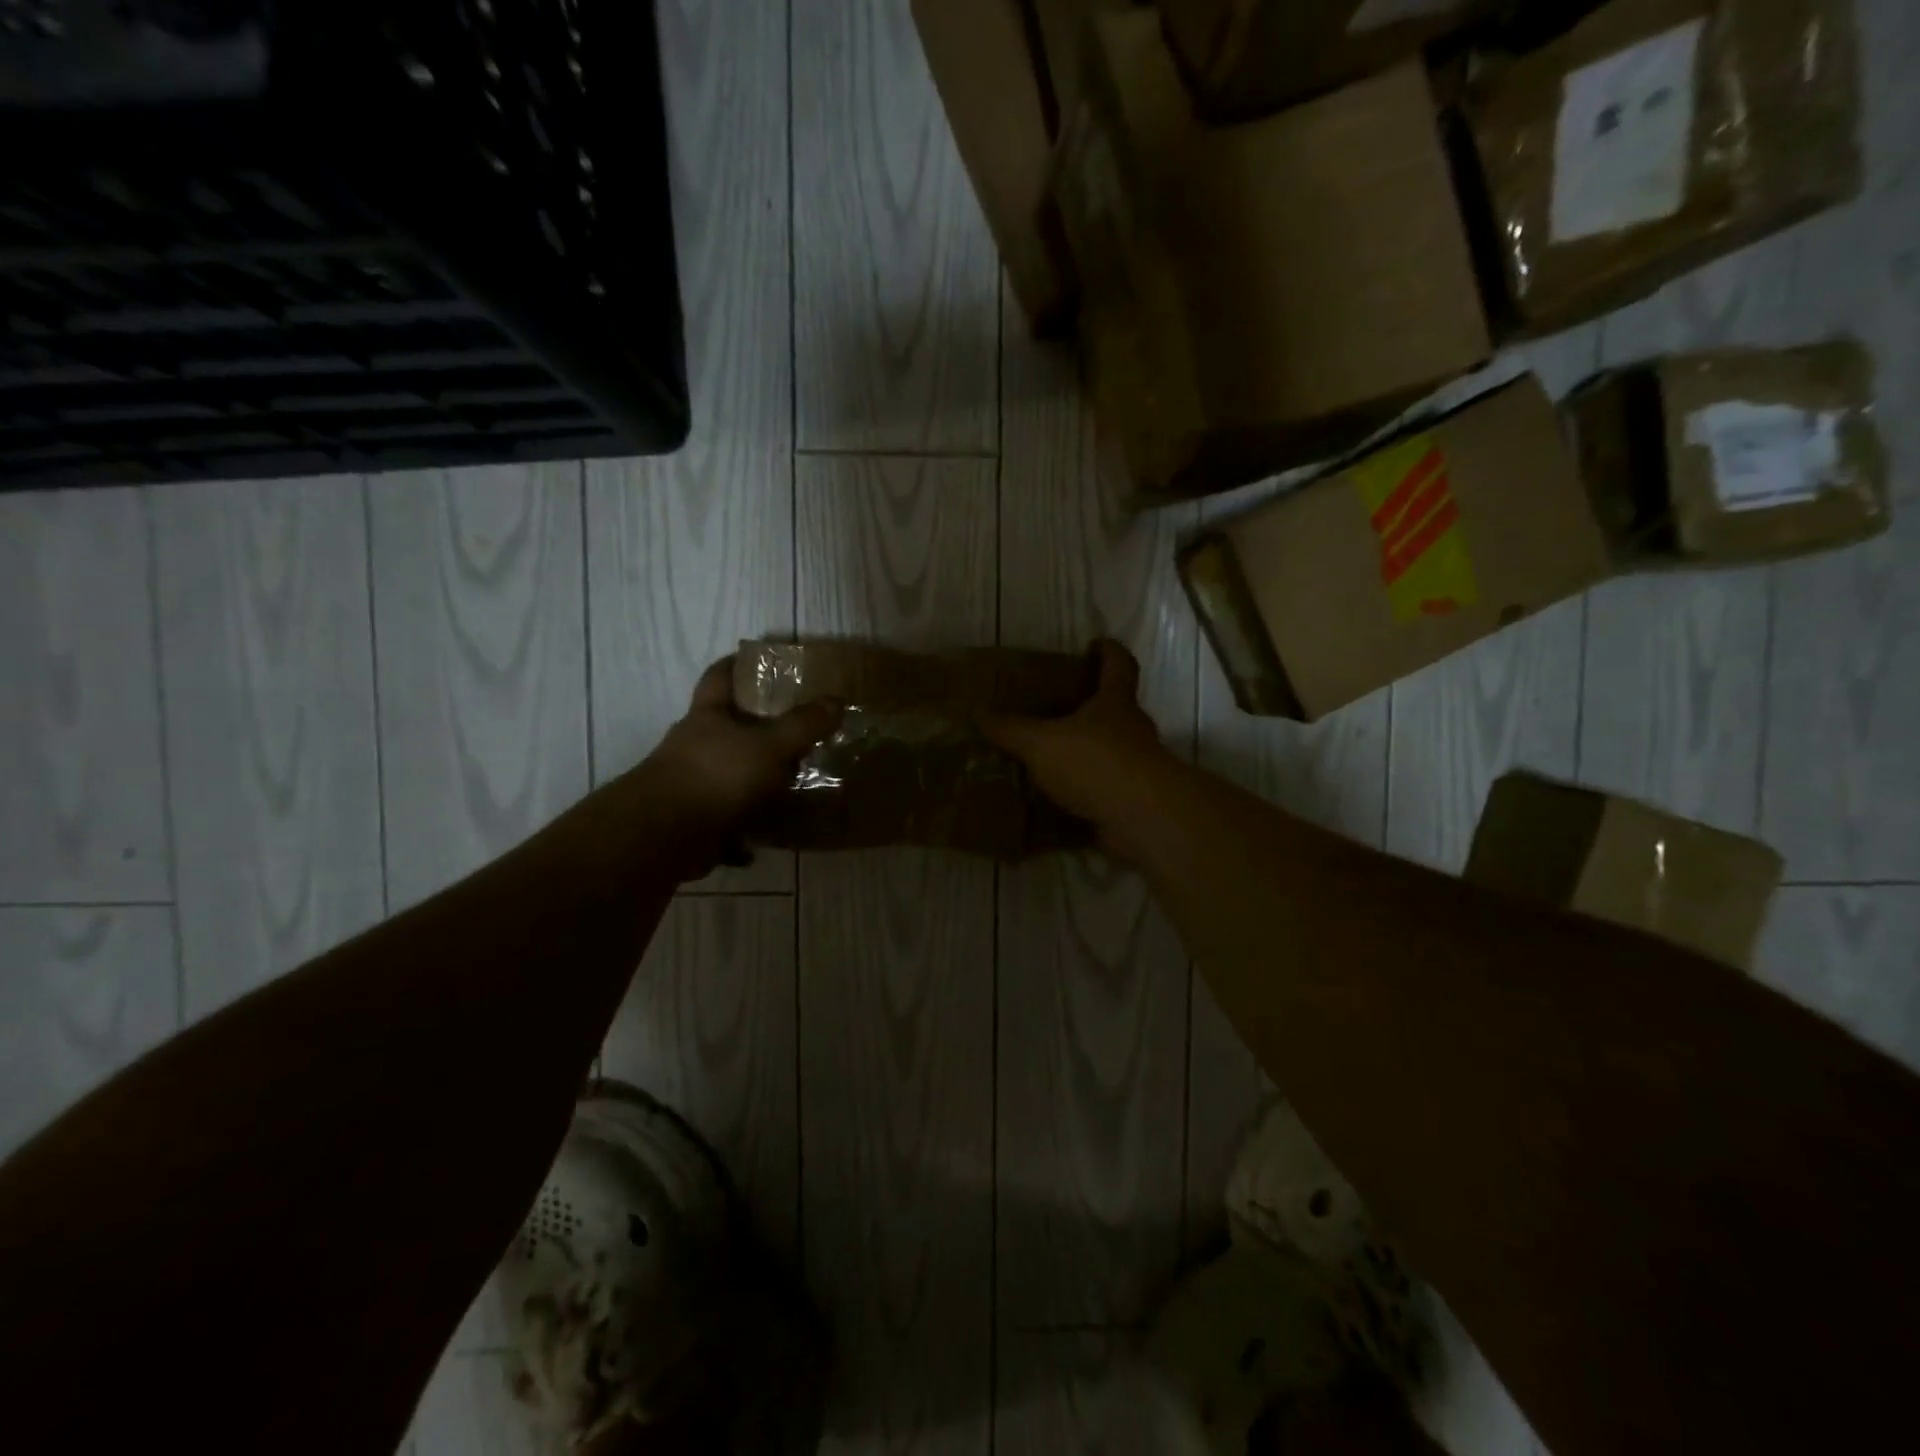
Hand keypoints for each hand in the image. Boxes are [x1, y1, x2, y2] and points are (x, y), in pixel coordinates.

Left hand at [620, 657, 842, 880]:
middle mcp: (695, 745)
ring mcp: (691, 783)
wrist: (666, 833)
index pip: (719, 677)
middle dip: (757, 729)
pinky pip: (727, 819)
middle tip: (796, 730)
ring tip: (791, 786)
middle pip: (727, 728)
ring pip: (729, 775)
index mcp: (708, 716)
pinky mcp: (694, 819)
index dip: (736, 664)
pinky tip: (770, 835)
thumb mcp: (770, 745)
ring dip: (755, 782)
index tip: (757, 659)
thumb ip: (803, 725)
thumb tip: (836, 701)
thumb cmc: (717, 774)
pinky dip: (746, 829)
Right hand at [983, 639, 1178, 862]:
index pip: (1119, 664)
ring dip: (1081, 754)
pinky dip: (1080, 793)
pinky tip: (1052, 802)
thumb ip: (1010, 729)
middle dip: (1087, 707)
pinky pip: (1101, 790)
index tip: (1094, 645)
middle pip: (1114, 709)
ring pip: (1107, 752)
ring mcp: (1136, 767)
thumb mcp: (1041, 743)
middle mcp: (1132, 730)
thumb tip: (978, 712)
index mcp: (1115, 703)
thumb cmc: (1095, 762)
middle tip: (1052, 709)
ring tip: (1044, 760)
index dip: (1108, 651)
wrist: (1142, 819)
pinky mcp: (1132, 801)